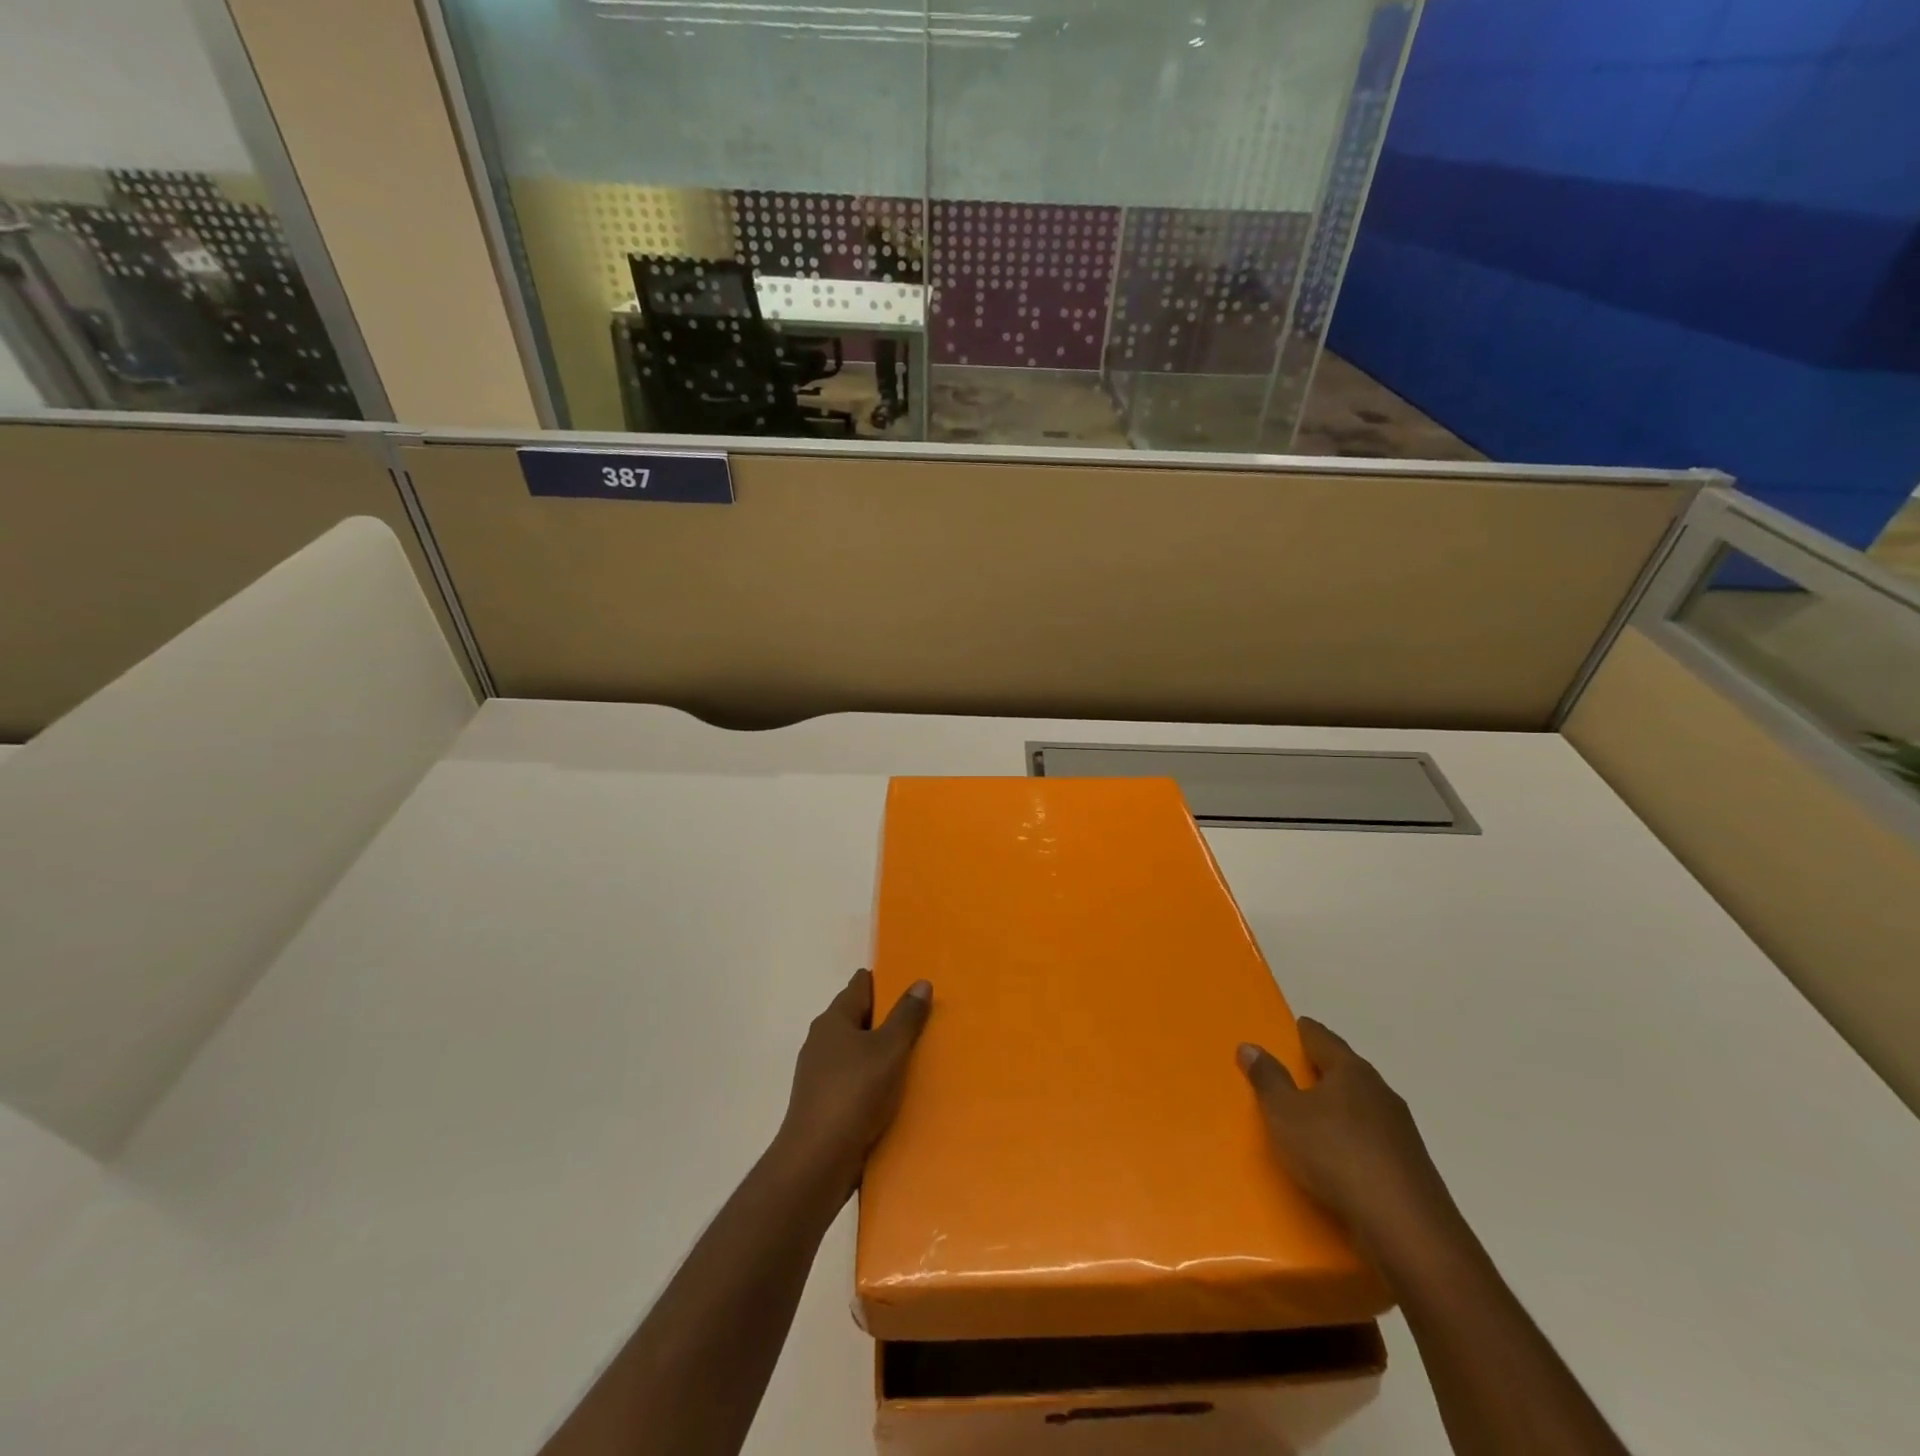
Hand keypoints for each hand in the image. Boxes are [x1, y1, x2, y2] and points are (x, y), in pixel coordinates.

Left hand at [776, 970, 931, 1198]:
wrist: (816, 1162)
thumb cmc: (854, 1094)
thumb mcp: (889, 1050)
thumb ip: (906, 1016)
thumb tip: (920, 982)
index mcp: (834, 1019)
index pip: (861, 985)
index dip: (886, 982)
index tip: (914, 988)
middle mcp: (822, 1040)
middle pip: (859, 1017)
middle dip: (888, 1019)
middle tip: (925, 1022)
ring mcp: (820, 1074)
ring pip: (858, 1052)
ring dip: (882, 1053)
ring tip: (917, 1058)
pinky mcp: (824, 1103)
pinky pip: (855, 1081)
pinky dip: (874, 1081)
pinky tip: (896, 1093)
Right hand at [1239, 1019, 1454, 1259]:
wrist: (1406, 1229)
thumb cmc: (1336, 1155)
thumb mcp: (1285, 1113)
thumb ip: (1267, 1079)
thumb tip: (1250, 1046)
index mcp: (1351, 1071)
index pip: (1323, 1038)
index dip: (1305, 1032)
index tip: (1294, 1028)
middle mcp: (1381, 1092)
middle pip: (1346, 1071)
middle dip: (1323, 1070)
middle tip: (1295, 1072)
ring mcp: (1402, 1132)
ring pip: (1362, 1108)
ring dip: (1340, 1109)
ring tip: (1314, 1118)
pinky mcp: (1411, 1168)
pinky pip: (1372, 1141)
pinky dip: (1353, 1141)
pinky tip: (1340, 1158)